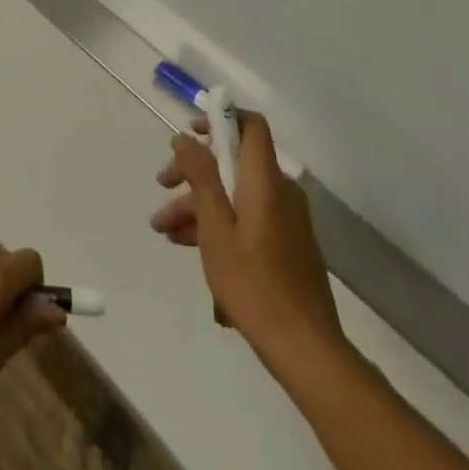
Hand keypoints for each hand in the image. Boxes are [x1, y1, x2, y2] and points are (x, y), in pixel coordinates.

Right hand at [151, 113, 351, 384]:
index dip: (221, 119)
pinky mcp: (287, 244)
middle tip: (162, 186)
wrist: (306, 350)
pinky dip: (220, 224)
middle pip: (234, 162)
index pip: (251, 125)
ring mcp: (286, 220)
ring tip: (165, 230)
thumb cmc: (253, 283)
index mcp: (265, 180)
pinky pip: (247, 218)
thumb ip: (200, 176)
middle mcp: (280, 192)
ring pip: (235, 194)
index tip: (191, 132)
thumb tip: (185, 137)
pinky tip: (191, 247)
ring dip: (199, 205)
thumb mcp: (215, 227)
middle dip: (194, 171)